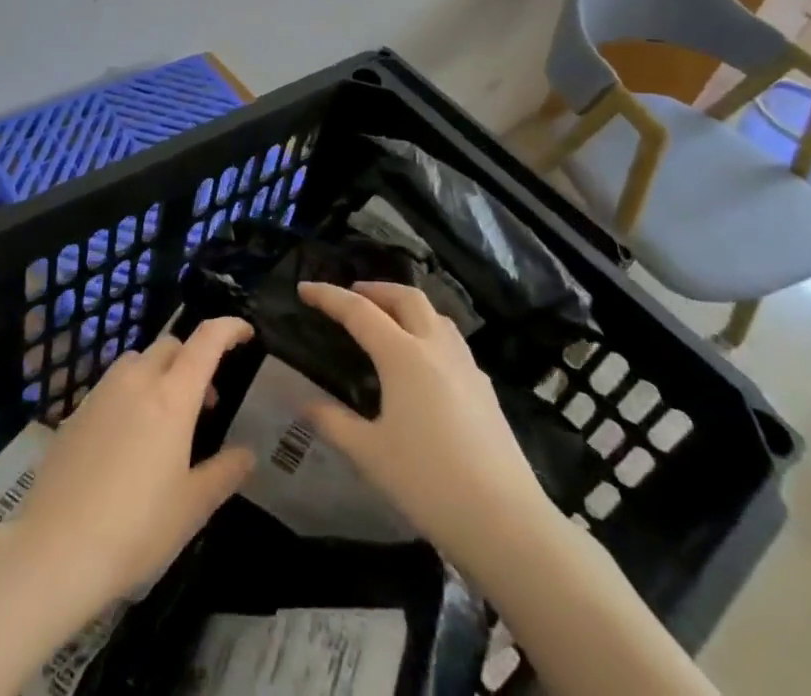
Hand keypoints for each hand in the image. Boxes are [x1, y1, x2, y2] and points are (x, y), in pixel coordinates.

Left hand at [9, 316, 255, 614]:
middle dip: (193, 360)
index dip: (230, 328)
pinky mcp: (76, 411)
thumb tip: (247, 454)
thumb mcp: (192, 508)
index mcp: (172, 396)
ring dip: (160, 373)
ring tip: (165, 418)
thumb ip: (224, 473)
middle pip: (171, 346)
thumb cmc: (135, 529)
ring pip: (138, 361)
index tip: (246, 334)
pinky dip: (131, 393)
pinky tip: (128, 439)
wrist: (54, 550)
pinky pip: (113, 385)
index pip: (206, 340)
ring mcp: (102, 392)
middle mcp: (137, 381)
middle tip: (205, 402)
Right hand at [296, 281, 546, 565]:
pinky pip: (451, 340)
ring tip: (388, 319)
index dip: (329, 296)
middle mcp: (435, 347)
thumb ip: (334, 423)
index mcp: (403, 355)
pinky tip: (424, 361)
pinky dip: (429, 331)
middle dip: (375, 289)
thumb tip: (305, 404)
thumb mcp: (370, 454)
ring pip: (434, 314)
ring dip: (406, 305)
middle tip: (352, 295)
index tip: (304, 288)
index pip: (359, 311)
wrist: (505, 522)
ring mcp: (466, 365)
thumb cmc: (428, 483)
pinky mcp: (484, 387)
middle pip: (405, 297)